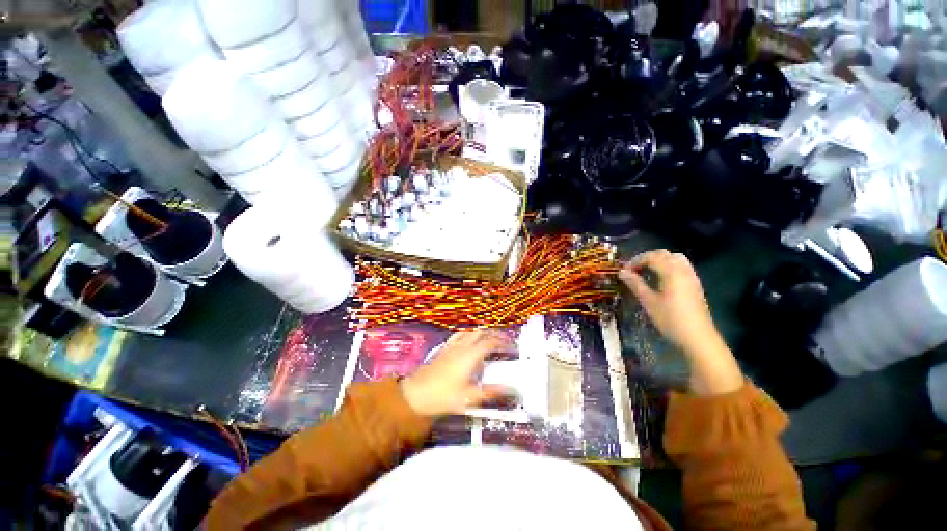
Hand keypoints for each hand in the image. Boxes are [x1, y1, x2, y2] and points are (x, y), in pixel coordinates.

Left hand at [401, 330, 513, 416]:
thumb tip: (513, 390)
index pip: (491, 342)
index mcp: (471, 355)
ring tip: (491, 340)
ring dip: (483, 333)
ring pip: (471, 332)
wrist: (415, 394)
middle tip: (505, 342)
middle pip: (482, 333)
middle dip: (495, 334)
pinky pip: (460, 335)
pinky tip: (469, 341)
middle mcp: (463, 346)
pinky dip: (470, 335)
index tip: (513, 347)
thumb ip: (492, 392)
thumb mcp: (470, 398)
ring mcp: (452, 345)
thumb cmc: (444, 396)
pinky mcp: (444, 348)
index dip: (503, 343)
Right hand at [619, 250, 715, 352]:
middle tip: (634, 269)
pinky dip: (669, 266)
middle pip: (664, 254)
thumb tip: (622, 272)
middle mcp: (683, 270)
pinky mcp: (695, 285)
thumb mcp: (649, 302)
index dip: (635, 261)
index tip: (624, 271)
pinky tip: (661, 279)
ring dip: (659, 261)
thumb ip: (635, 284)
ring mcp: (692, 277)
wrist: (698, 338)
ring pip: (675, 258)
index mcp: (671, 272)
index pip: (651, 257)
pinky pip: (681, 267)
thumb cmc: (670, 319)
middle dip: (647, 258)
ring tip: (646, 272)